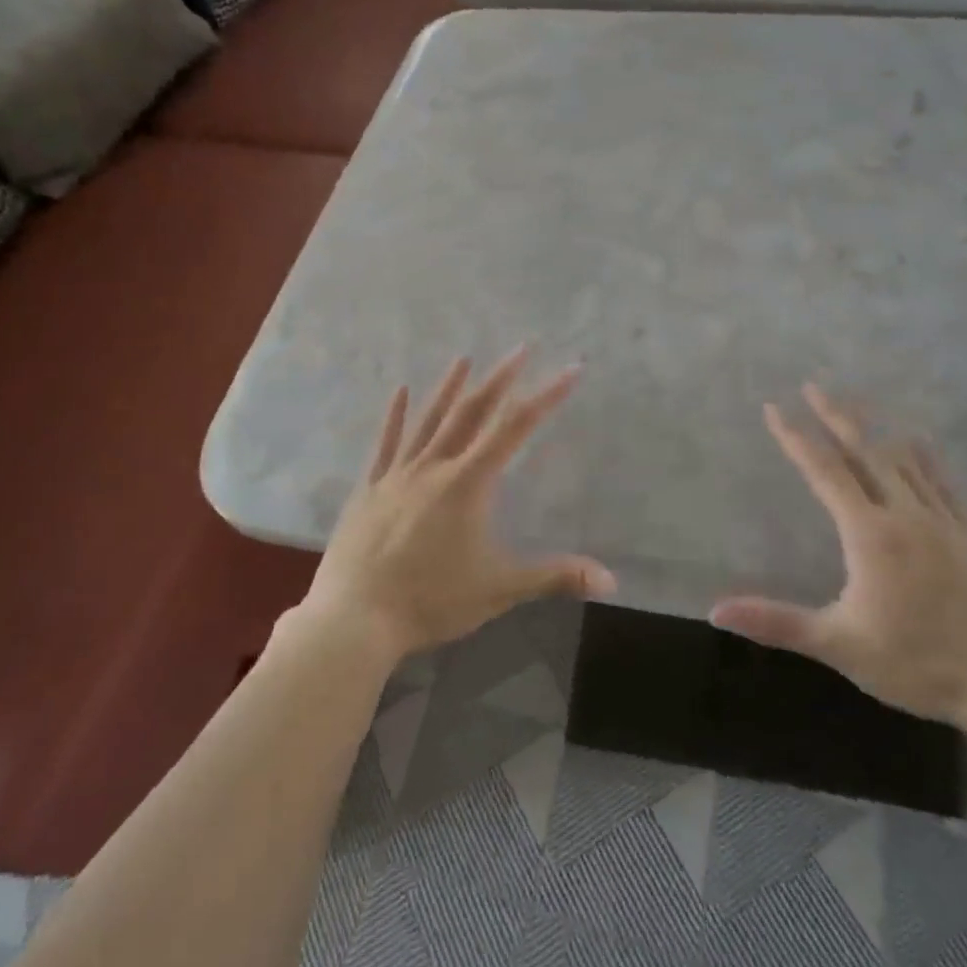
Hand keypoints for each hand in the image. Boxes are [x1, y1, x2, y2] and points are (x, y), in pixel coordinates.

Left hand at [302, 349, 617, 661]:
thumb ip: (554, 578)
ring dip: (450, 387)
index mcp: (468, 484)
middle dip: (500, 378)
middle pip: (472, 412)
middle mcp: (434, 467)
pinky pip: (386, 443)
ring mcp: (397, 474)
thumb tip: (611, 580)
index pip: (516, 429)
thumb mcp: (499, 589)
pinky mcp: (369, 488)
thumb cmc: (431, 601)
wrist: (355, 618)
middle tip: (521, 348)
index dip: (546, 397)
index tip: (570, 370)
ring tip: (465, 357)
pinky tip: (401, 390)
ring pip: (429, 420)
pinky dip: (395, 415)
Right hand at [710, 385, 966, 733]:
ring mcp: (946, 522)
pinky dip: (924, 456)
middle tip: (814, 385)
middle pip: (865, 452)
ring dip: (875, 428)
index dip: (796, 438)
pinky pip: (944, 482)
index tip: (775, 408)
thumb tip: (715, 610)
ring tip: (856, 403)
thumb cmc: (918, 665)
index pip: (825, 472)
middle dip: (836, 417)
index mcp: (870, 533)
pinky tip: (918, 441)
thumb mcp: (839, 645)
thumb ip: (777, 622)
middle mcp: (906, 514)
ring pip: (905, 460)